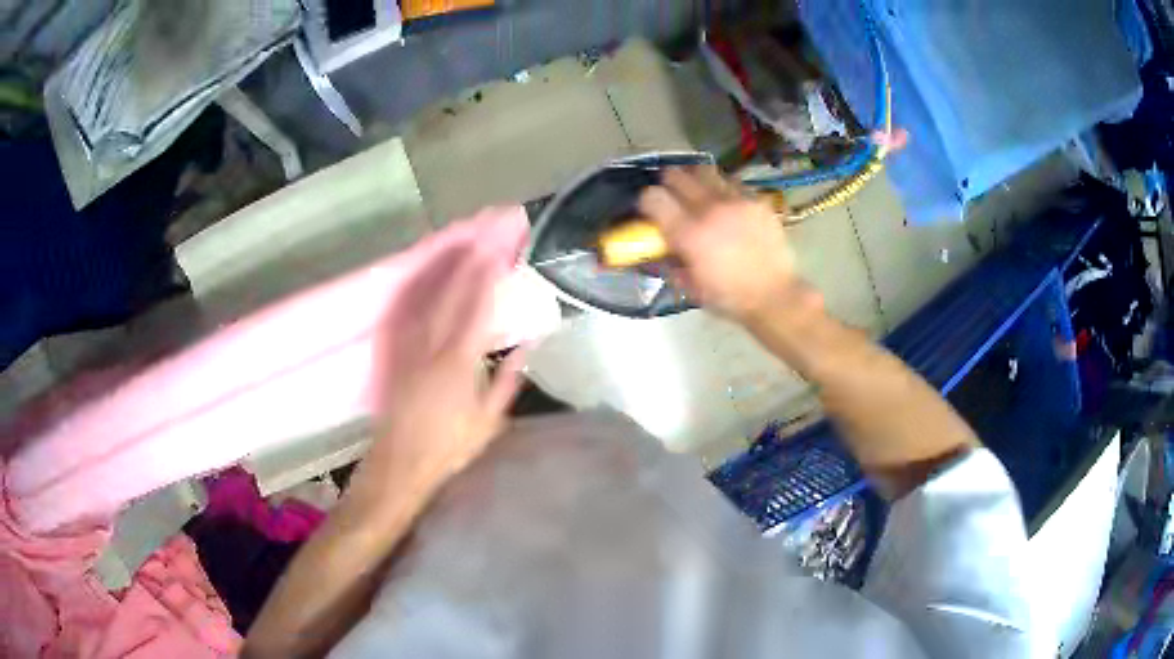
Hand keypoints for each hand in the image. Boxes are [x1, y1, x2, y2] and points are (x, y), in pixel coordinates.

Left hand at [357, 240, 525, 507]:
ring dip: (440, 268)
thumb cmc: (450, 447)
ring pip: (424, 298)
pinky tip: (421, 274)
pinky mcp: (393, 353)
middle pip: (449, 295)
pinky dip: (415, 290)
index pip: (476, 310)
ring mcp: (407, 347)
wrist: (401, 463)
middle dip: (465, 262)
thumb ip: (508, 379)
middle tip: (479, 235)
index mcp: (458, 364)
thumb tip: (527, 345)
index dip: (486, 278)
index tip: (497, 252)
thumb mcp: (489, 420)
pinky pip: (404, 313)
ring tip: (454, 243)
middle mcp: (430, 348)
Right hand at [637, 167, 804, 323]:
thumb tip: (661, 247)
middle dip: (668, 184)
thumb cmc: (730, 298)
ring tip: (699, 192)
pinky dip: (722, 188)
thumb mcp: (690, 286)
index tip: (649, 210)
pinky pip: (731, 182)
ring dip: (695, 179)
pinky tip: (726, 204)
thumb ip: (671, 262)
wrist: (775, 295)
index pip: (653, 197)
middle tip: (671, 196)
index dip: (646, 201)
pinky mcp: (756, 200)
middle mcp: (709, 209)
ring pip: (704, 170)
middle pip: (676, 175)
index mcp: (688, 234)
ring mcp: (735, 201)